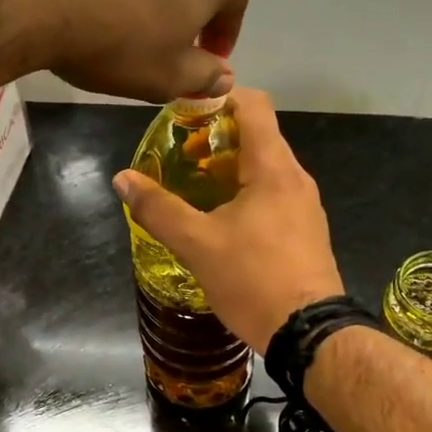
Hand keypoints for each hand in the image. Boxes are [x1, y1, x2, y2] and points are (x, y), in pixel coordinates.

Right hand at [112, 90, 344, 351]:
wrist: (308, 333)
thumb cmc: (254, 280)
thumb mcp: (198, 244)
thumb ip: (159, 208)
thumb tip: (122, 179)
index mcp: (274, 168)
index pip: (253, 105)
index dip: (218, 97)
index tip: (184, 112)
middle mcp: (296, 178)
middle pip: (258, 135)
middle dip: (217, 137)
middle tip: (180, 155)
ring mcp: (305, 205)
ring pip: (266, 167)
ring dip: (231, 167)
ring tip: (195, 187)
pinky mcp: (306, 230)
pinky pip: (274, 194)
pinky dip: (246, 192)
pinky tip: (222, 220)